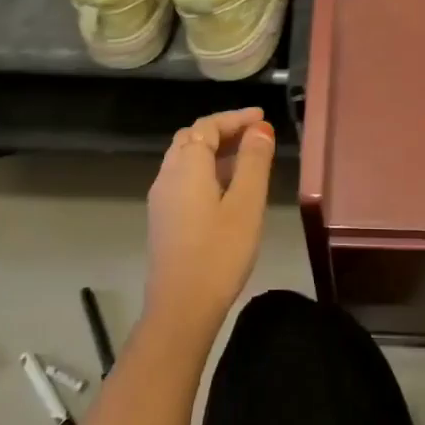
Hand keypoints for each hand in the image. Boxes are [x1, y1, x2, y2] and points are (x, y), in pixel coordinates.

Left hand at [144, 108, 276, 339]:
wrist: (181, 307)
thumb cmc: (219, 252)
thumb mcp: (246, 203)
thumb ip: (254, 161)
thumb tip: (260, 128)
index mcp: (187, 166)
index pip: (207, 126)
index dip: (235, 118)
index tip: (262, 117)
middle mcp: (168, 175)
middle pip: (192, 139)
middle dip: (223, 131)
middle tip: (255, 134)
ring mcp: (162, 199)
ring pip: (186, 160)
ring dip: (214, 151)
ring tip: (247, 158)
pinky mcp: (164, 219)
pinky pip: (184, 179)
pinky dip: (206, 170)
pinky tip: (228, 189)